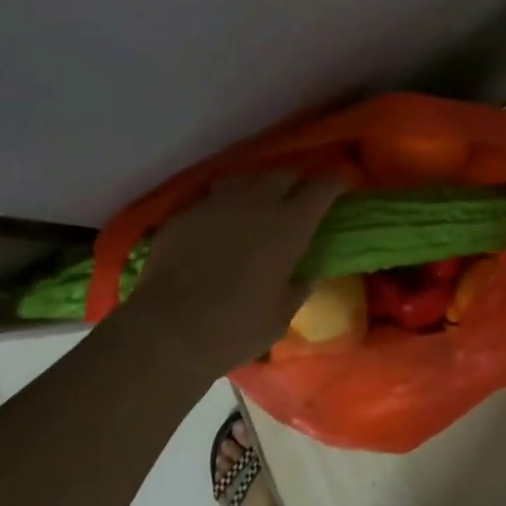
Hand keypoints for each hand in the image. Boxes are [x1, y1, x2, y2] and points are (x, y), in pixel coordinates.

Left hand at [119, 172, 343, 380]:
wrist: (166, 331)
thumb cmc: (235, 328)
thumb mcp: (280, 316)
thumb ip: (297, 288)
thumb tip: (306, 276)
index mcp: (290, 224)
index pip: (323, 186)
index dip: (335, 183)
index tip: (339, 188)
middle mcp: (257, 202)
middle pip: (285, 174)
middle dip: (296, 185)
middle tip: (296, 204)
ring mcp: (218, 203)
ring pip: (247, 179)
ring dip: (258, 190)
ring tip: (255, 211)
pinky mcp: (186, 212)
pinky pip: (213, 198)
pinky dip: (224, 208)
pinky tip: (218, 229)